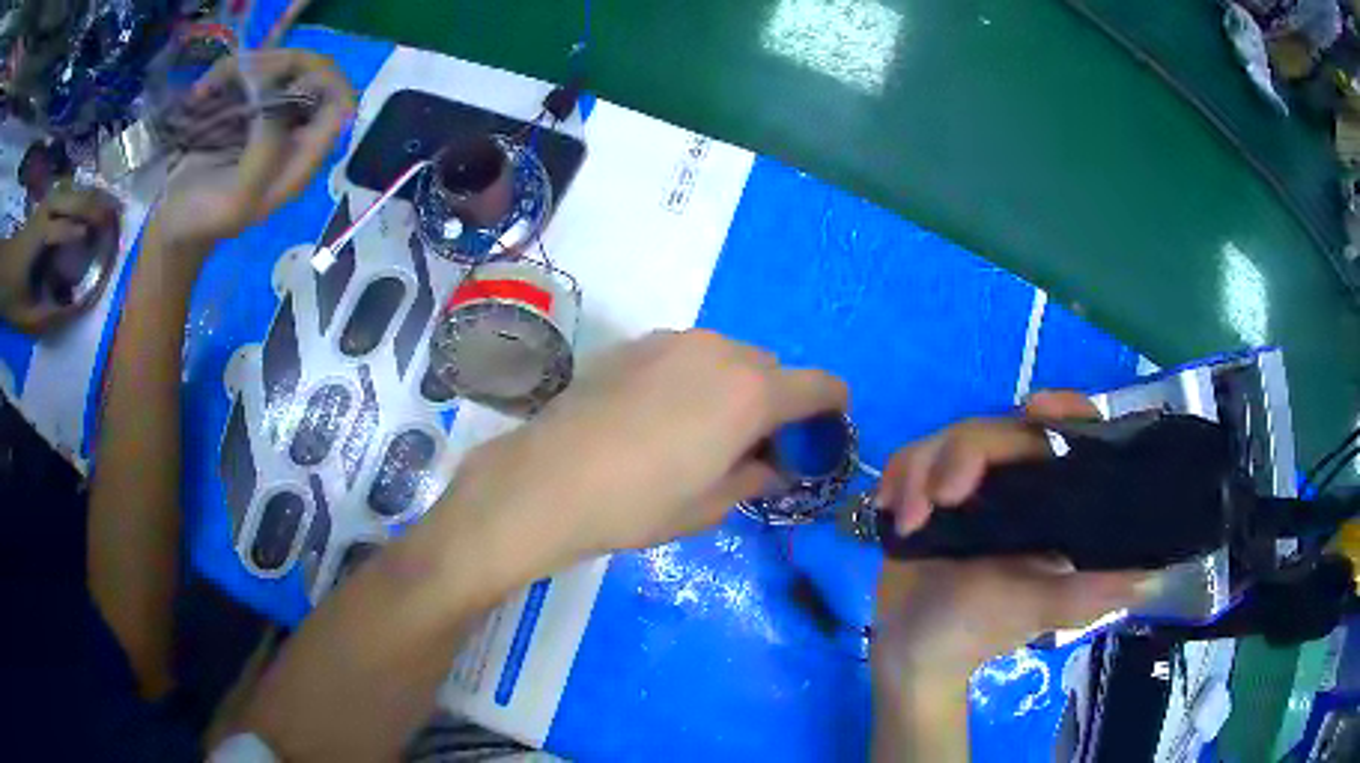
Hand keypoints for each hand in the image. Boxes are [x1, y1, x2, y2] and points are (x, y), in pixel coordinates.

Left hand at [0, 182, 120, 333]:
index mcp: (39, 237)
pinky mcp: (47, 204)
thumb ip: (50, 316)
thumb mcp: (26, 318)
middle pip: (75, 199)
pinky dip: (85, 195)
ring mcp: (47, 204)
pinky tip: (94, 201)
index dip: (85, 233)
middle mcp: (46, 212)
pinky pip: (70, 192)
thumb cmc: (12, 297)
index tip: (106, 241)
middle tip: (119, 216)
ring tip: (113, 206)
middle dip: (97, 205)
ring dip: (94, 196)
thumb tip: (79, 309)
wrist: (4, 272)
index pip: (66, 228)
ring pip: (76, 191)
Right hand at [149, 50, 353, 249]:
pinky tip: (200, 91)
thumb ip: (266, 152)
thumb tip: (277, 101)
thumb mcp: (237, 197)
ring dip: (243, 67)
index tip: (288, 82)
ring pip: (279, 67)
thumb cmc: (203, 219)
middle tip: (240, 74)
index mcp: (301, 159)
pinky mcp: (244, 109)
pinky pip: (247, 73)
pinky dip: (225, 73)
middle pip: (312, 74)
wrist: (171, 227)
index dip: (325, 81)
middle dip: (278, 64)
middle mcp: (293, 133)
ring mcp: (269, 118)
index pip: (341, 104)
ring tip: (205, 88)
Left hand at [443, 330, 847, 568]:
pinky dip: (694, 378)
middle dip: (774, 401)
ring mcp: (674, 341)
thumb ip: (753, 477)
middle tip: (752, 443)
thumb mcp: (709, 505)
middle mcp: (720, 351)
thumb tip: (771, 466)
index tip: (826, 425)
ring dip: (732, 386)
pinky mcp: (636, 344)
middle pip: (770, 368)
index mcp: (752, 392)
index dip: (832, 404)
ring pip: (727, 356)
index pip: (818, 385)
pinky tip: (660, 415)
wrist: (550, 480)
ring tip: (702, 429)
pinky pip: (687, 355)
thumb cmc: (639, 504)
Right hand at [870, 393, 1148, 748]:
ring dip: (920, 471)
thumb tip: (1149, 580)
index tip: (1036, 408)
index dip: (1062, 409)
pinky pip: (912, 459)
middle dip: (961, 456)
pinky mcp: (927, 494)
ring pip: (947, 439)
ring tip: (909, 522)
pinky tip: (892, 509)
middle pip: (995, 430)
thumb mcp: (1036, 610)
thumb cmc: (979, 632)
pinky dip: (898, 476)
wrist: (913, 653)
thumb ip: (1086, 595)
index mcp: (1052, 501)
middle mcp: (1015, 484)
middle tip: (939, 501)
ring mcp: (969, 488)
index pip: (1070, 434)